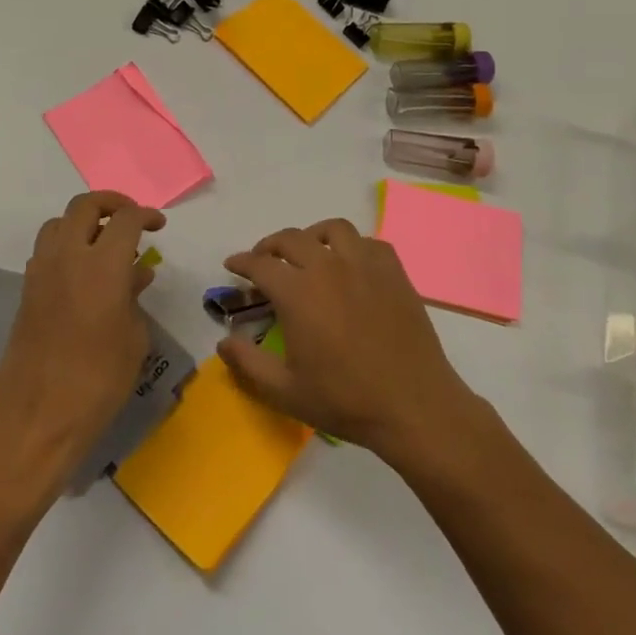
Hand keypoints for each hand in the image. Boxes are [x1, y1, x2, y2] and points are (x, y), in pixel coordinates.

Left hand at [0, 191, 166, 485]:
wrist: (38, 415)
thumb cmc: (99, 380)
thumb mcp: (134, 338)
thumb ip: (134, 297)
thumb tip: (136, 274)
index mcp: (102, 265)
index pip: (125, 219)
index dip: (145, 215)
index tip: (158, 226)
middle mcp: (68, 256)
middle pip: (85, 206)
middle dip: (111, 203)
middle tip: (131, 219)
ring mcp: (41, 271)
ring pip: (59, 223)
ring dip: (83, 222)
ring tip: (103, 243)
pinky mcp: (27, 290)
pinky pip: (46, 250)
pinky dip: (65, 246)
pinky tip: (82, 273)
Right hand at [217, 219, 472, 457]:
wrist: (413, 405)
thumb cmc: (345, 400)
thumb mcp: (285, 391)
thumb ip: (247, 363)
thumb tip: (222, 342)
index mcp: (297, 292)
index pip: (260, 264)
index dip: (241, 262)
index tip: (233, 265)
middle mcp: (328, 267)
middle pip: (291, 238)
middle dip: (270, 245)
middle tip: (264, 259)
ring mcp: (364, 265)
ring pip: (333, 229)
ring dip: (312, 235)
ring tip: (308, 251)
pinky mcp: (394, 272)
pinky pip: (369, 242)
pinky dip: (353, 245)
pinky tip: (350, 263)